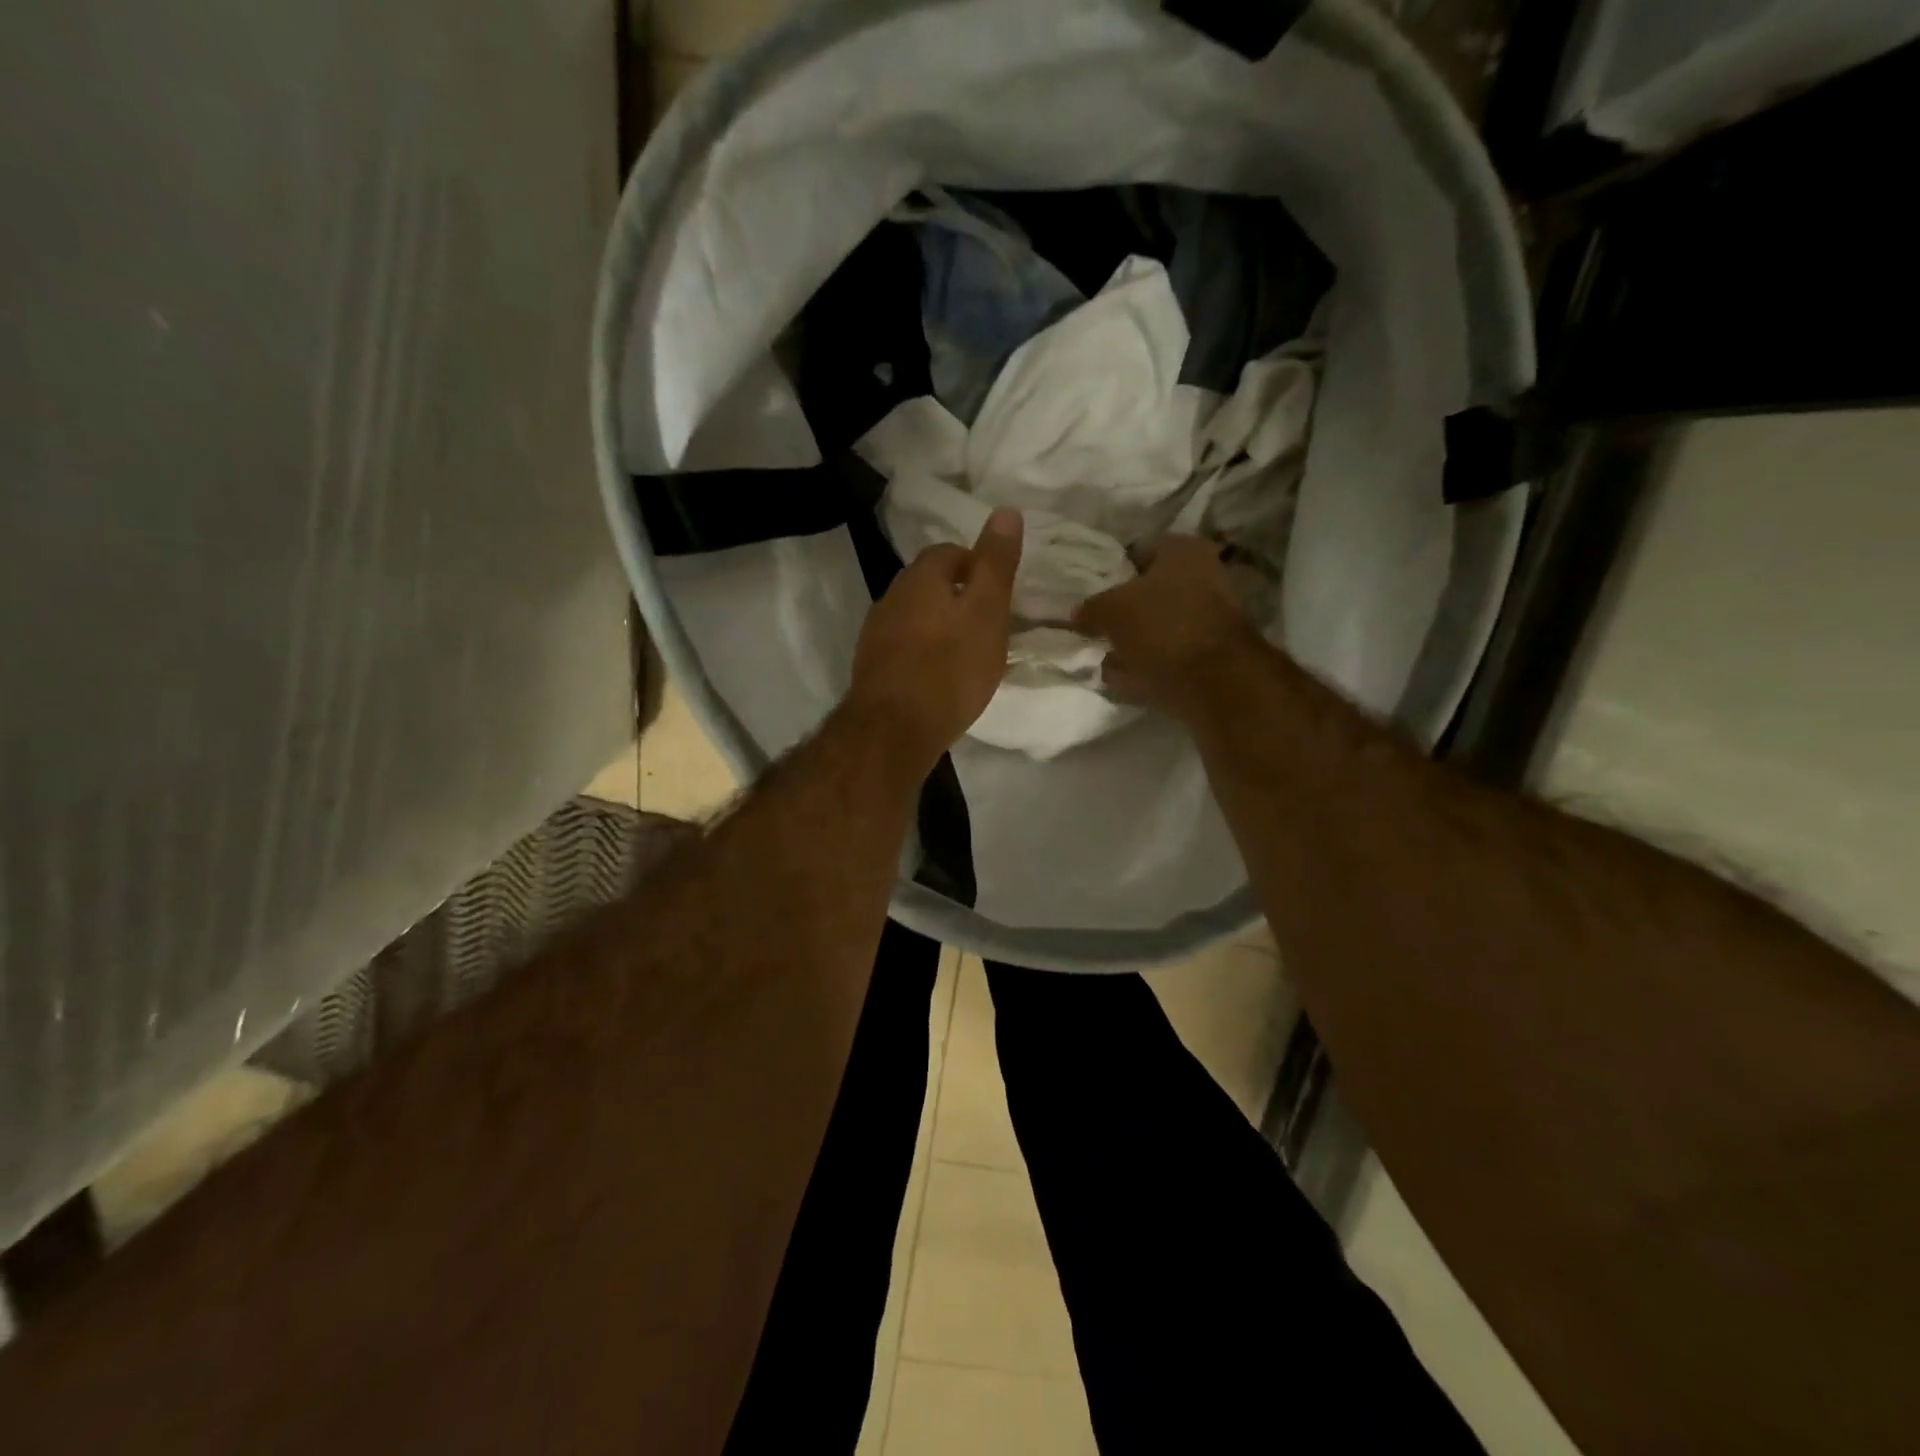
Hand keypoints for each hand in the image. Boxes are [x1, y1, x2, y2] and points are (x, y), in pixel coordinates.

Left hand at [846, 509, 1023, 772]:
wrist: (894, 729)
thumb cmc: (950, 666)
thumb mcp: (987, 611)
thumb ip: (996, 563)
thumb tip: (1006, 510)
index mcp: (920, 577)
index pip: (950, 552)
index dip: (977, 566)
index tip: (999, 594)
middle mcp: (891, 597)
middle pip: (929, 584)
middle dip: (957, 596)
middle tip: (988, 623)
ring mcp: (876, 634)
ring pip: (914, 617)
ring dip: (939, 626)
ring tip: (967, 653)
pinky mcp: (871, 667)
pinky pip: (904, 648)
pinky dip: (923, 654)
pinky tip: (939, 678)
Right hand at [1073, 535, 1262, 720]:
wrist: (1215, 683)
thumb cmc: (1163, 628)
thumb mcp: (1111, 611)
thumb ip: (1091, 609)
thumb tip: (1078, 614)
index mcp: (1184, 551)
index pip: (1139, 550)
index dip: (1113, 569)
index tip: (1091, 590)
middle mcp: (1205, 576)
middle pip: (1151, 590)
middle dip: (1124, 609)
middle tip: (1096, 624)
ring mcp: (1211, 617)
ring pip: (1160, 624)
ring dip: (1135, 639)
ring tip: (1104, 654)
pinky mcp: (1210, 655)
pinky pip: (1168, 654)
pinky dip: (1148, 663)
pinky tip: (1123, 675)